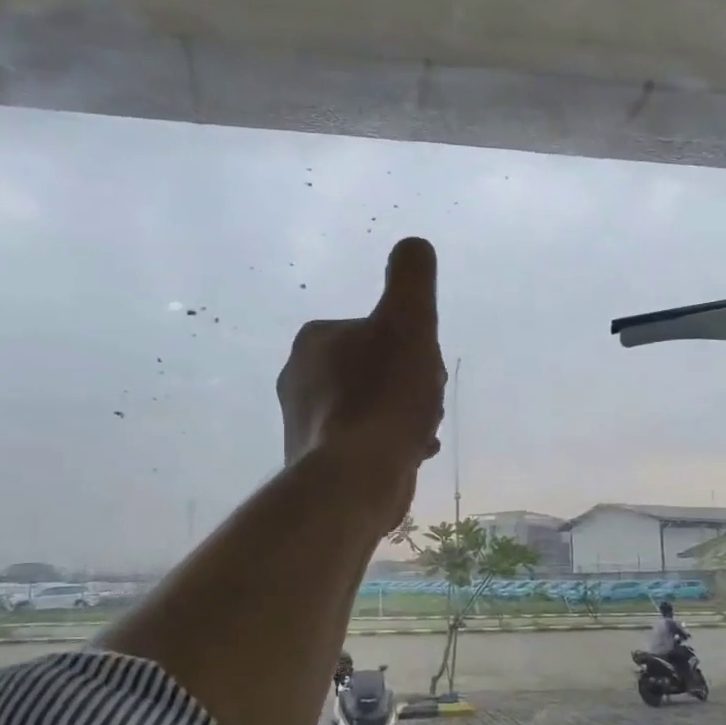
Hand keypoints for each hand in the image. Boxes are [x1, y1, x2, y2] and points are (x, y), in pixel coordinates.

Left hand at [276, 238, 446, 534]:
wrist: (355, 479)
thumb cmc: (384, 396)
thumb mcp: (409, 322)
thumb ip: (412, 278)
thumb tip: (412, 245)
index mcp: (315, 339)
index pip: (377, 331)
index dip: (412, 347)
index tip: (426, 370)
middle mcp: (299, 376)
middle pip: (374, 369)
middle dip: (407, 384)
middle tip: (424, 405)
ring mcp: (304, 421)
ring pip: (370, 406)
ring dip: (402, 415)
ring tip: (420, 434)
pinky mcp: (314, 459)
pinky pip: (362, 440)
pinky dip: (387, 442)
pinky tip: (410, 455)